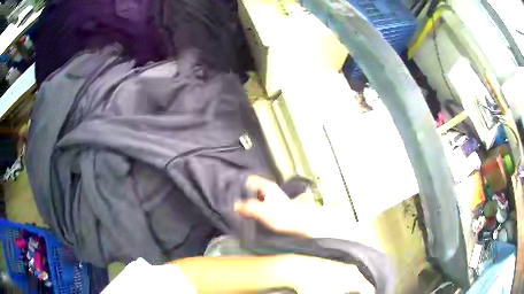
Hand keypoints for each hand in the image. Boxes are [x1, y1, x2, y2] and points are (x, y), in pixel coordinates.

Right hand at [237, 175, 356, 238]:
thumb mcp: (262, 212)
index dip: (240, 183)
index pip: (250, 179)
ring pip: (256, 193)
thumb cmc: (283, 216)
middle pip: (252, 186)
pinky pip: (260, 200)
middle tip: (233, 199)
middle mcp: (270, 188)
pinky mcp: (274, 203)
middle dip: (243, 192)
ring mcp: (273, 195)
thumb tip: (235, 205)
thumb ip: (248, 207)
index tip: (231, 189)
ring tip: (240, 206)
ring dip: (249, 198)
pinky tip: (251, 211)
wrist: (298, 223)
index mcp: (267, 187)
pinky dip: (254, 203)